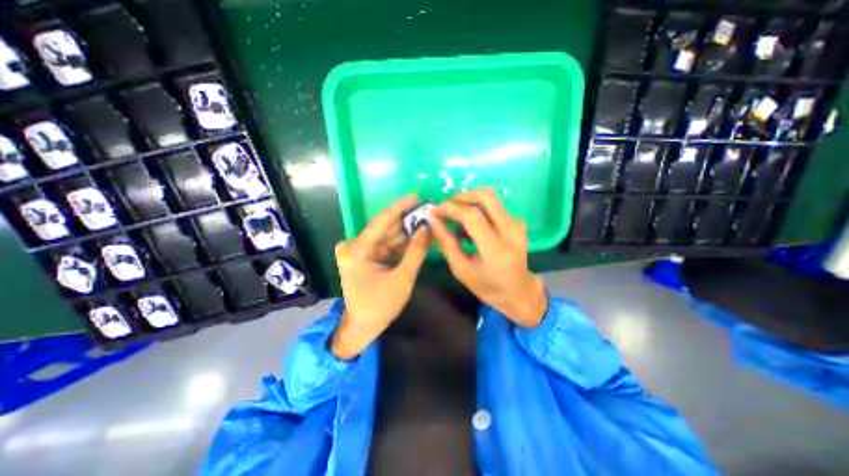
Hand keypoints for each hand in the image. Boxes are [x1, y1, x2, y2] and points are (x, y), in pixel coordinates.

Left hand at [328, 195, 427, 357]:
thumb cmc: (380, 306)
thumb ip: (416, 252)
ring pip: (387, 236)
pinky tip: (417, 237)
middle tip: (428, 211)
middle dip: (407, 220)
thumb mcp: (402, 279)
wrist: (362, 326)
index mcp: (357, 250)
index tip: (417, 196)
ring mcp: (358, 250)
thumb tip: (427, 228)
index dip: (400, 207)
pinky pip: (386, 244)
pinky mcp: (364, 256)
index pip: (382, 221)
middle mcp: (354, 245)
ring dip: (406, 231)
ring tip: (427, 222)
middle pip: (385, 227)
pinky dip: (401, 243)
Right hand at [434, 187, 546, 328]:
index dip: (450, 208)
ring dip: (469, 203)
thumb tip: (432, 220)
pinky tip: (471, 228)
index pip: (472, 216)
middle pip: (486, 196)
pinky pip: (494, 207)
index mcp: (496, 249)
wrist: (518, 291)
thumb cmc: (486, 286)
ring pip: (490, 199)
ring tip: (457, 222)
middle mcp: (511, 231)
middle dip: (462, 196)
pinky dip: (478, 210)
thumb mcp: (461, 269)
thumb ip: (446, 243)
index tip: (434, 211)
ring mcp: (517, 224)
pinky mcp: (517, 222)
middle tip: (446, 208)